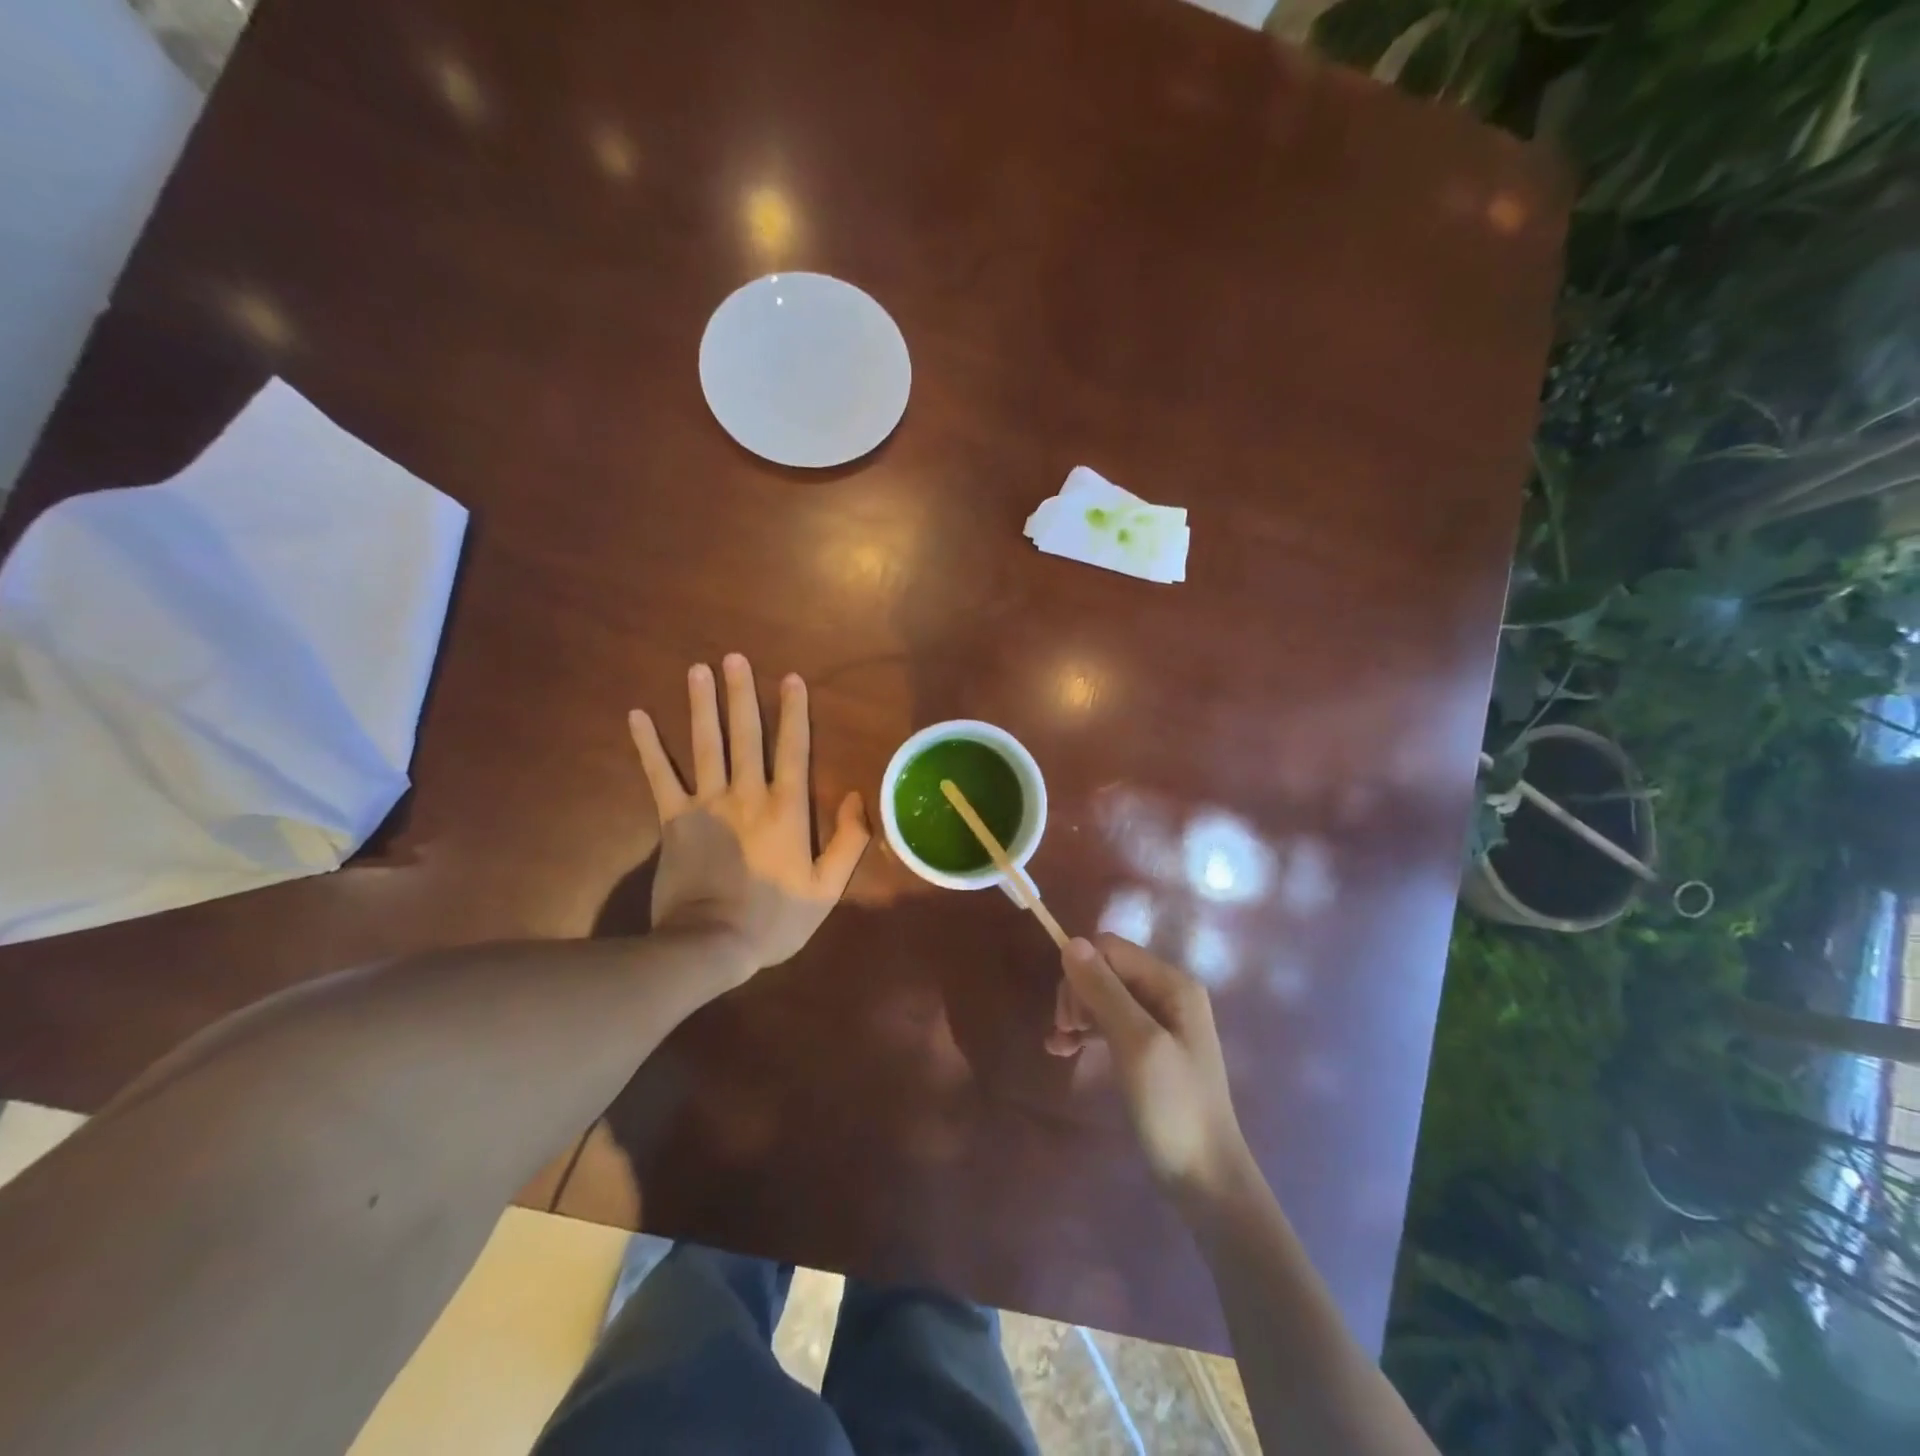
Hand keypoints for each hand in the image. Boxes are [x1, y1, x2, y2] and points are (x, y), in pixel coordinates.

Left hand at [628, 654, 869, 977]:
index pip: (793, 749)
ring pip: (705, 744)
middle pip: (745, 735)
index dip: (794, 713)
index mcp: (786, 809)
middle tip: (734, 657)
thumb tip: (855, 797)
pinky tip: (637, 716)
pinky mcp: (674, 819)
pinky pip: (660, 775)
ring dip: (702, 705)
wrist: (710, 944)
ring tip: (698, 670)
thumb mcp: (826, 889)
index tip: (791, 679)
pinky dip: (648, 745)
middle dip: (741, 694)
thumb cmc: (774, 919)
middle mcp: (747, 794)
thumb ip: (848, 842)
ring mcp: (707, 804)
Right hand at [1058, 934, 1251, 1201]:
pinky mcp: (1149, 1048)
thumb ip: (1104, 991)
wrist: (1204, 1178)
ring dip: (1077, 1013)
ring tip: (1059, 1045)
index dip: (1081, 972)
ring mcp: (1161, 1022)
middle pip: (1106, 969)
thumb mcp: (1136, 1044)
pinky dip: (1085, 1032)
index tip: (1068, 1015)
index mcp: (1173, 984)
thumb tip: (1071, 942)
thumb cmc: (1173, 1106)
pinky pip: (1110, 1022)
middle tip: (1064, 1032)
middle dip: (1078, 994)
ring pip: (1104, 995)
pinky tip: (1063, 1050)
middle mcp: (1168, 993)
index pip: (1111, 949)